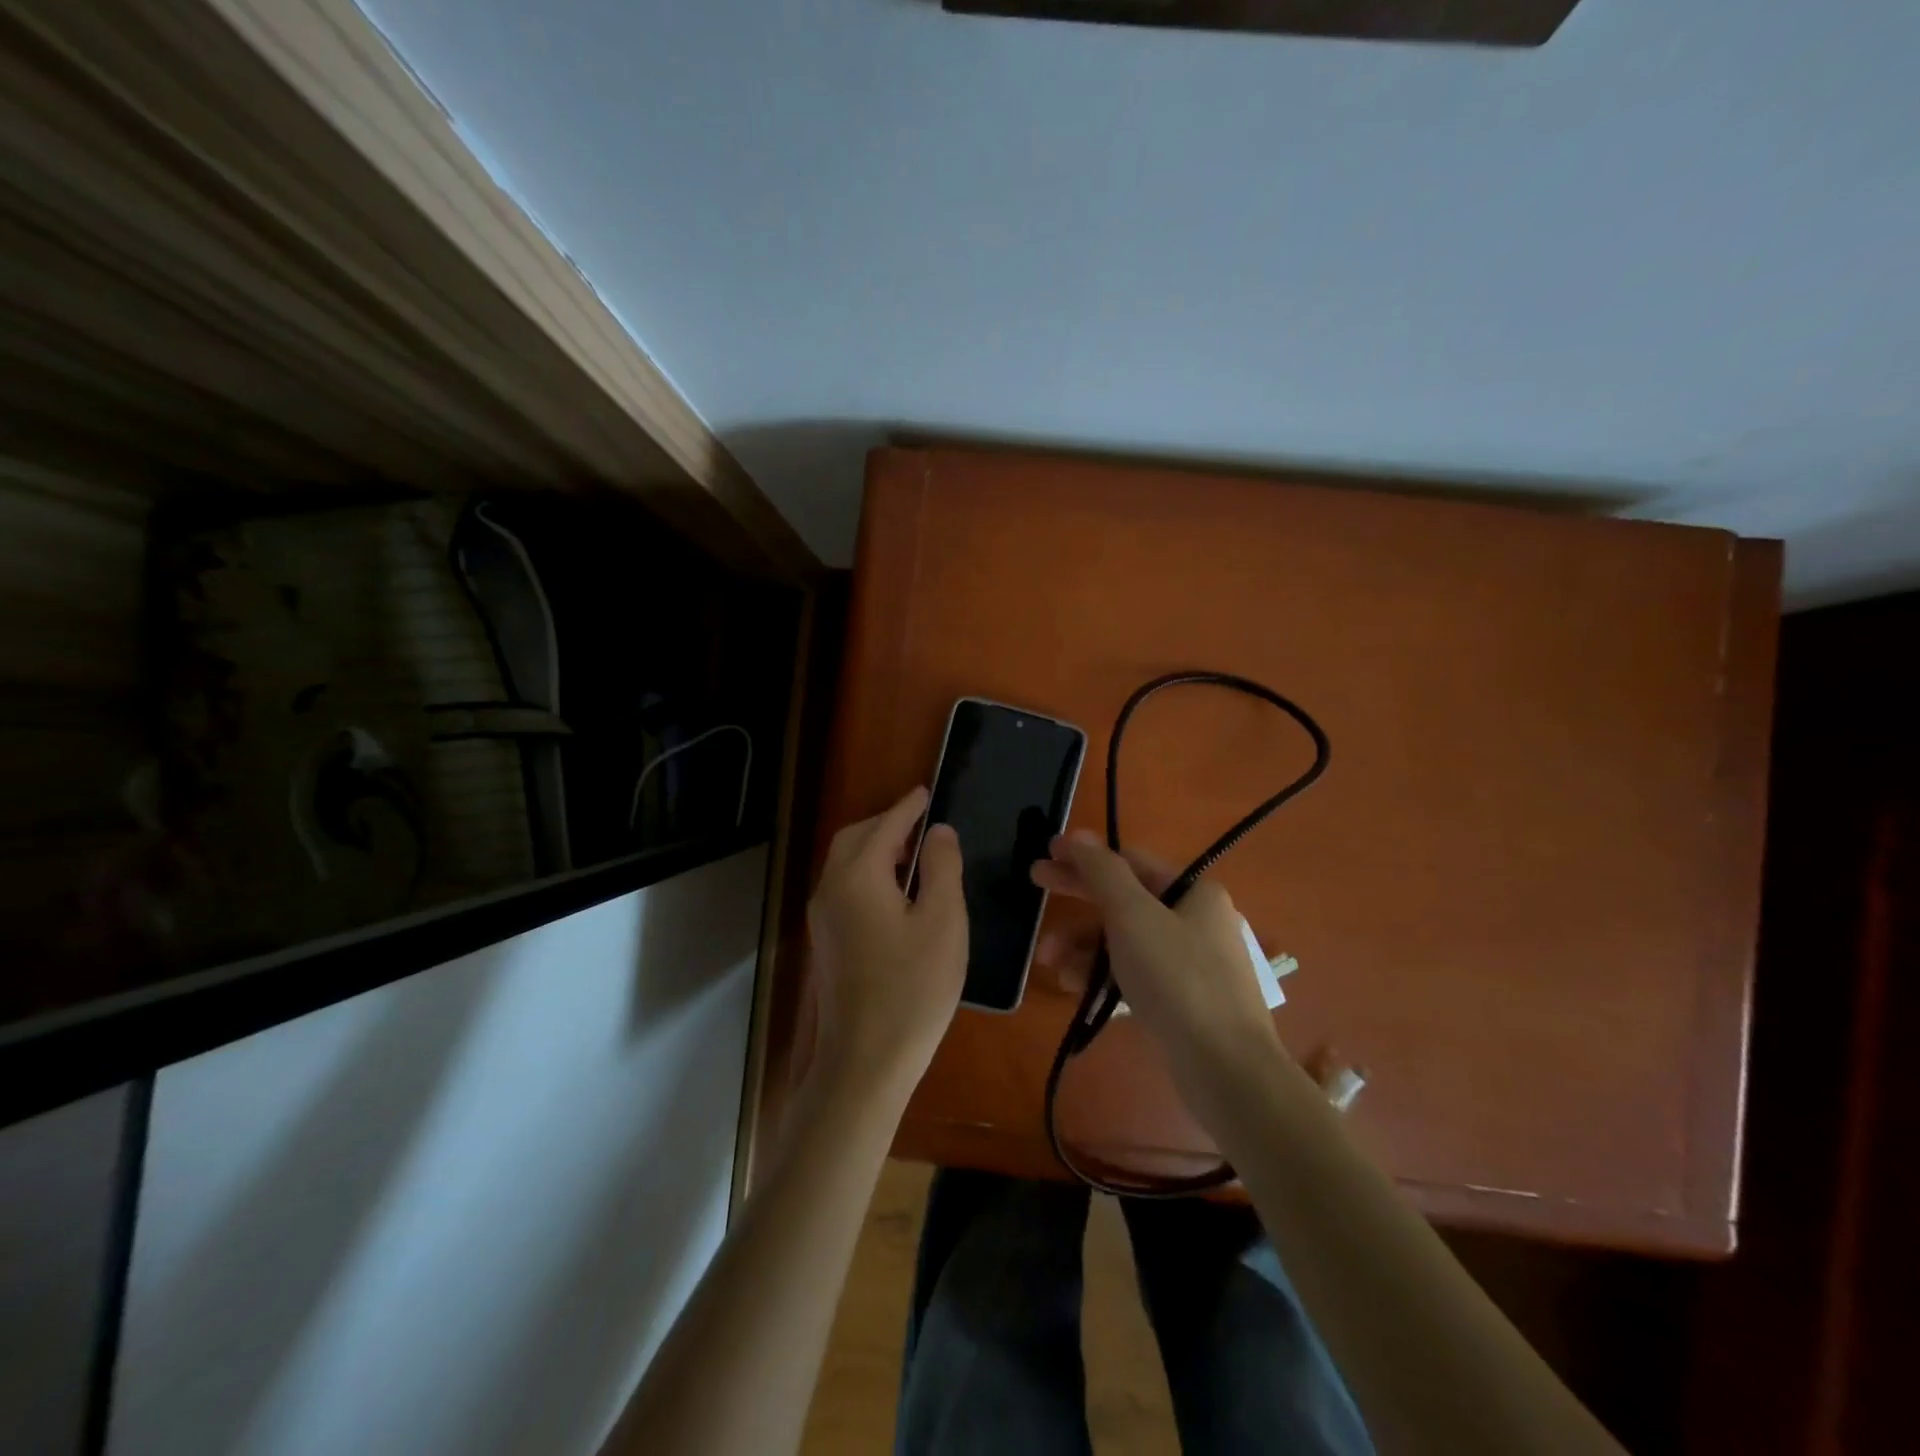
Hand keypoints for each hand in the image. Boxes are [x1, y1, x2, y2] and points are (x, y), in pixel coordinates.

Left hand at [806, 786, 967, 1103]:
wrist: (865, 1061)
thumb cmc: (913, 988)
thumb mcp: (943, 921)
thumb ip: (941, 867)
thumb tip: (938, 830)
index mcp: (858, 876)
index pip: (885, 825)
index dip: (908, 806)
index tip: (927, 791)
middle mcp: (830, 888)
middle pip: (855, 838)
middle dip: (887, 824)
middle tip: (922, 825)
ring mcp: (822, 917)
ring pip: (845, 863)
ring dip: (875, 849)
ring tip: (913, 857)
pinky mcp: (824, 942)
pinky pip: (844, 888)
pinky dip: (867, 874)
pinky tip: (894, 894)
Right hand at [1031, 830, 1281, 1086]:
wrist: (1226, 1068)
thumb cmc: (1177, 979)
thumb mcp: (1133, 916)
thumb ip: (1102, 872)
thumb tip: (1079, 836)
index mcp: (1193, 891)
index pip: (1129, 861)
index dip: (1085, 856)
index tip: (1046, 855)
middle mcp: (1195, 920)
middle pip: (1125, 898)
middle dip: (1078, 897)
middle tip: (1034, 885)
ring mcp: (1190, 962)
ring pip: (1124, 939)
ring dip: (1083, 944)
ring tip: (1048, 961)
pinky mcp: (1181, 999)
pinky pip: (1133, 973)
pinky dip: (1102, 974)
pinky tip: (1073, 986)